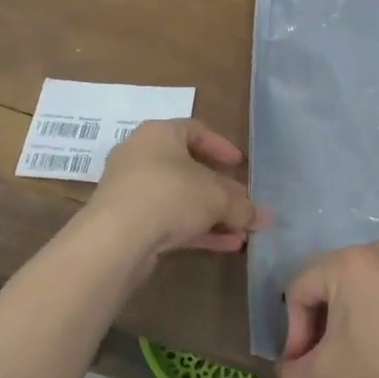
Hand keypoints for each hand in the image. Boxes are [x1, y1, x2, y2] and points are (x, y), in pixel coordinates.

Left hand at [83, 119, 264, 261]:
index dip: (221, 147)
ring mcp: (131, 191)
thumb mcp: (216, 198)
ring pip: (179, 198)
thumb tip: (262, 216)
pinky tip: (225, 246)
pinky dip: (196, 230)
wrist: (116, 238)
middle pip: (188, 169)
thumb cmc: (170, 195)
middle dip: (220, 190)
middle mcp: (141, 156)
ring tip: (241, 231)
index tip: (240, 164)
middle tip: (242, 203)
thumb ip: (241, 206)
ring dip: (211, 214)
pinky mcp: (128, 222)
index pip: (195, 131)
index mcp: (159, 134)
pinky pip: (168, 220)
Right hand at [276, 240, 378, 377]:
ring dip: (337, 318)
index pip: (297, 289)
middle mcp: (369, 250)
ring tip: (345, 354)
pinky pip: (374, 286)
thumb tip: (282, 376)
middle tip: (319, 359)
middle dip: (313, 323)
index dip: (293, 331)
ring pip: (348, 285)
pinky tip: (373, 343)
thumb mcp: (330, 375)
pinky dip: (363, 311)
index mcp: (345, 262)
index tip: (301, 365)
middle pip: (322, 282)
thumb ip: (293, 376)